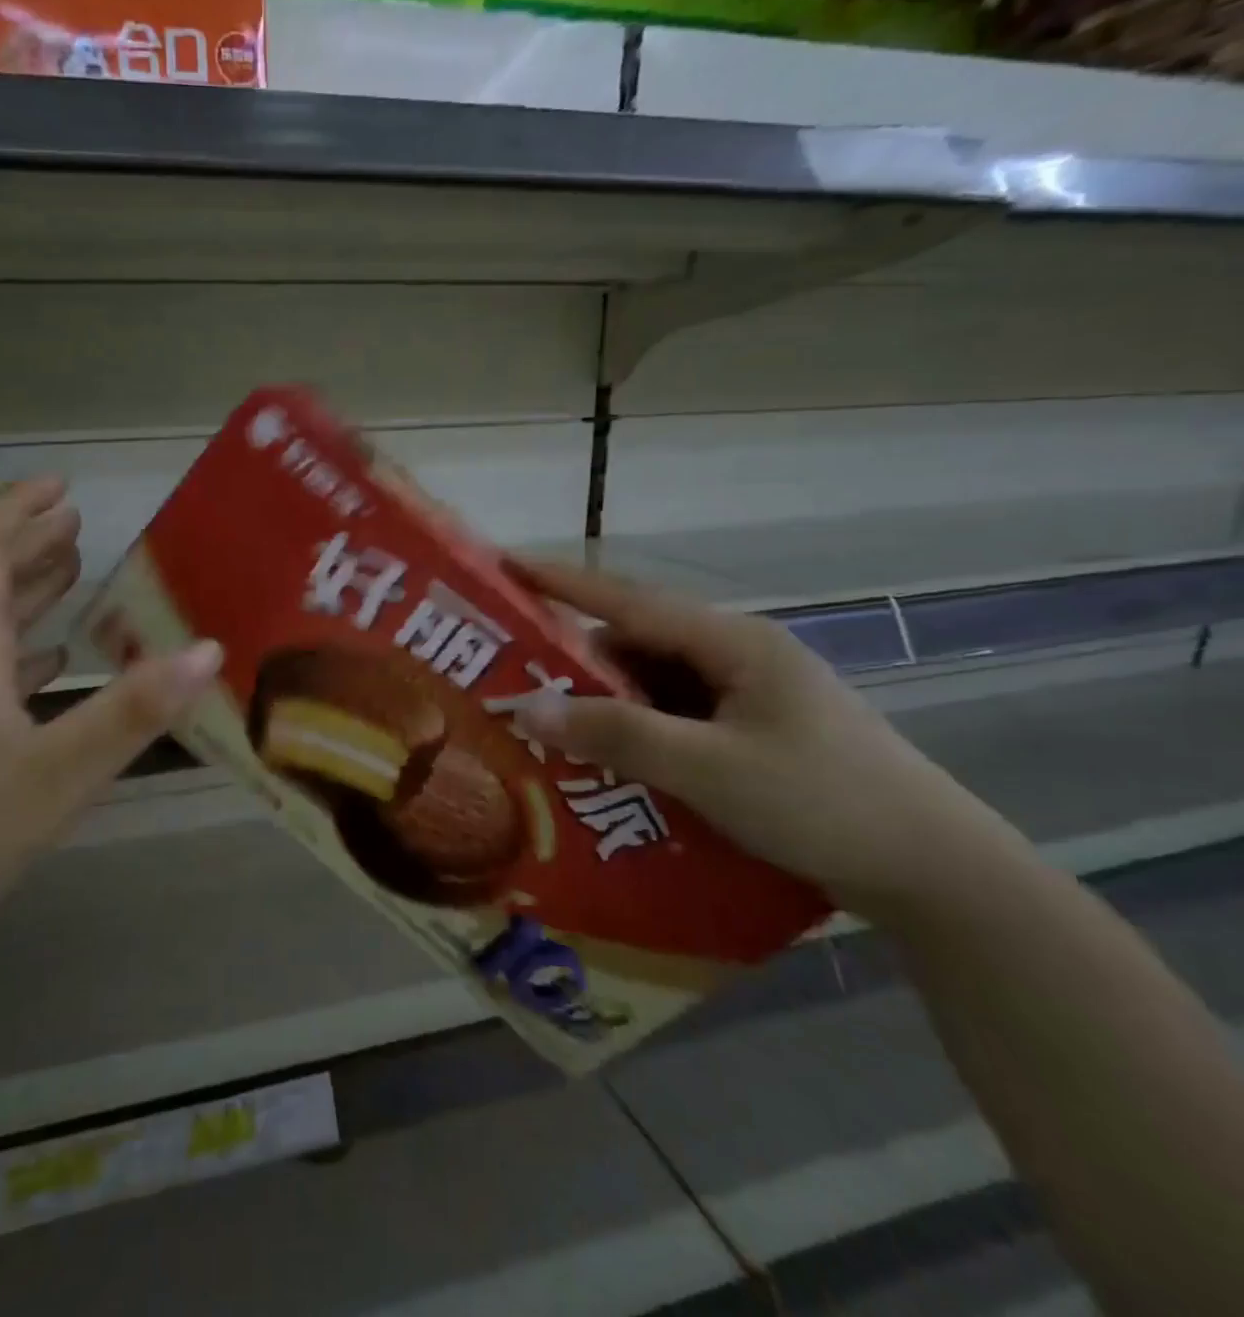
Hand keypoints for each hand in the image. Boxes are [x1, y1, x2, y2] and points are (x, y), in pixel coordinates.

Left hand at [0, 478, 221, 969]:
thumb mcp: (57, 775)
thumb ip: (133, 712)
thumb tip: (208, 650)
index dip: (18, 510)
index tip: (61, 485)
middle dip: (28, 543)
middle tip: (74, 519)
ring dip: (24, 592)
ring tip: (69, 570)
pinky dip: (18, 651)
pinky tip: (45, 665)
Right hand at [513, 560, 1032, 925]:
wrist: (936, 874)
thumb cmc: (823, 804)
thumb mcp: (709, 769)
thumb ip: (618, 733)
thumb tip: (528, 706)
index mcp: (733, 644)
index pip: (630, 600)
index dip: (564, 582)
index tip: (506, 566)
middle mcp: (737, 658)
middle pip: (637, 644)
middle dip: (575, 661)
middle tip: (513, 678)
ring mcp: (746, 696)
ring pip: (654, 685)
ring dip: (605, 704)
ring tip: (550, 728)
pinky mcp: (751, 733)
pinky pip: (674, 718)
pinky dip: (636, 732)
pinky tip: (609, 760)